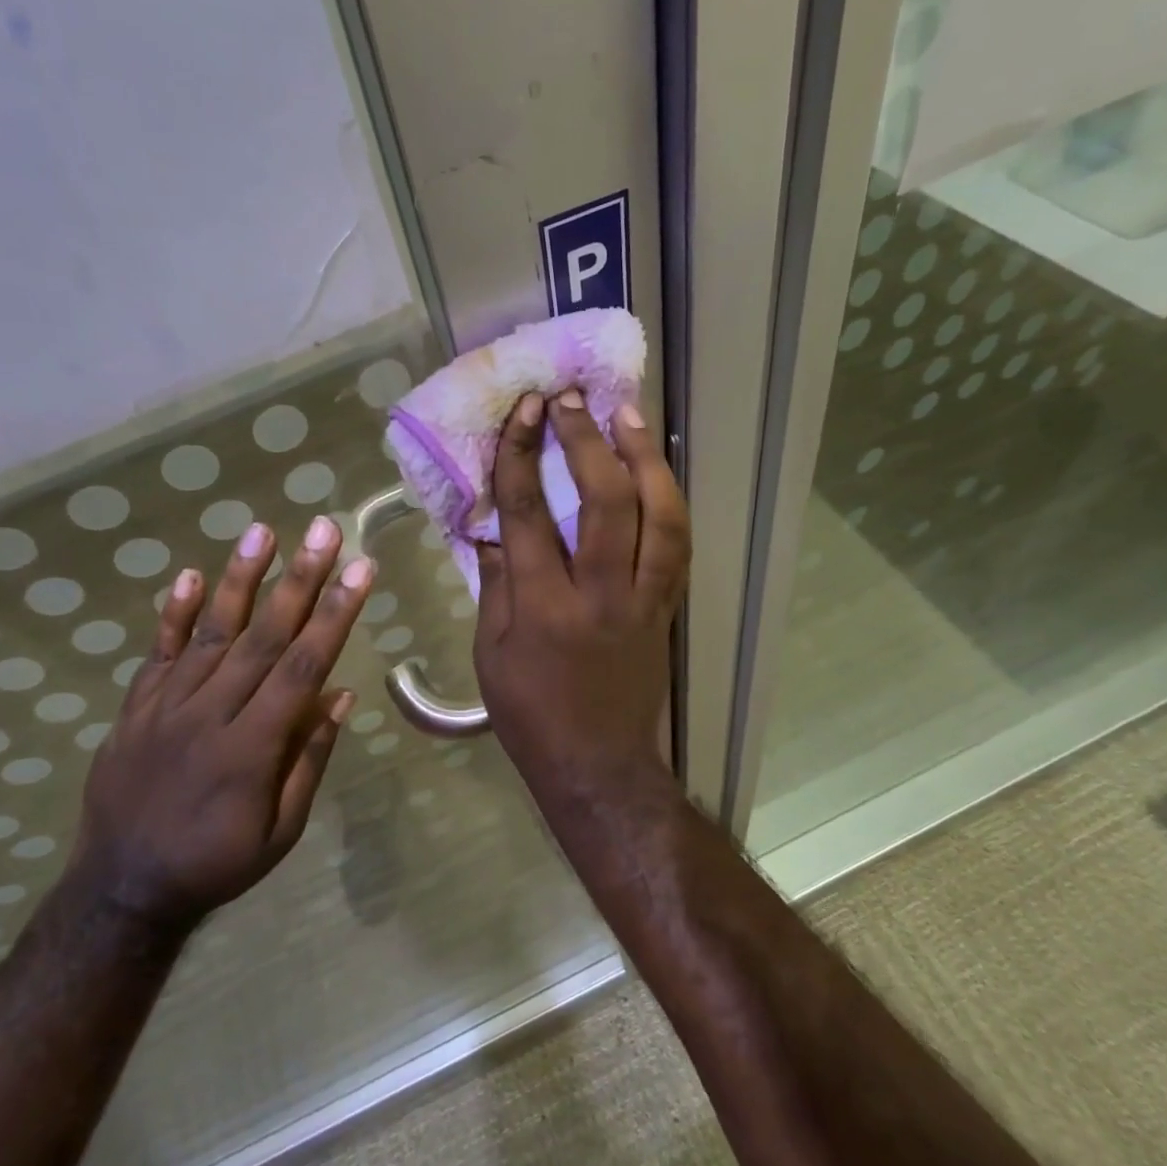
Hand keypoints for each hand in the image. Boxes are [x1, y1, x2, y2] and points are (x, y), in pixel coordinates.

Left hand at [74, 516, 372, 928]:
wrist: (122, 890)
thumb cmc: (216, 863)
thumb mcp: (281, 829)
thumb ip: (309, 759)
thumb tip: (339, 696)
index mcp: (252, 747)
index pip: (303, 666)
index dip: (336, 615)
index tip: (361, 571)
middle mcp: (210, 714)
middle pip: (263, 636)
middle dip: (300, 579)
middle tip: (324, 530)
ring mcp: (166, 707)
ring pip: (212, 633)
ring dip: (240, 579)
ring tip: (262, 532)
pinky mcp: (135, 709)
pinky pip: (157, 654)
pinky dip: (175, 614)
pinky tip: (192, 575)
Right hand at [474, 390, 690, 800]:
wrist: (599, 766)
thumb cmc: (531, 715)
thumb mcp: (490, 654)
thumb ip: (494, 586)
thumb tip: (493, 530)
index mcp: (541, 608)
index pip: (529, 514)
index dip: (523, 455)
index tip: (524, 410)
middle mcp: (599, 594)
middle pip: (602, 502)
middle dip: (586, 441)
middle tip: (572, 399)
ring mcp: (642, 600)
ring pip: (656, 516)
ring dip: (643, 458)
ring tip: (627, 415)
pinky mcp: (666, 609)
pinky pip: (676, 544)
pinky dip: (668, 500)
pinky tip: (656, 470)